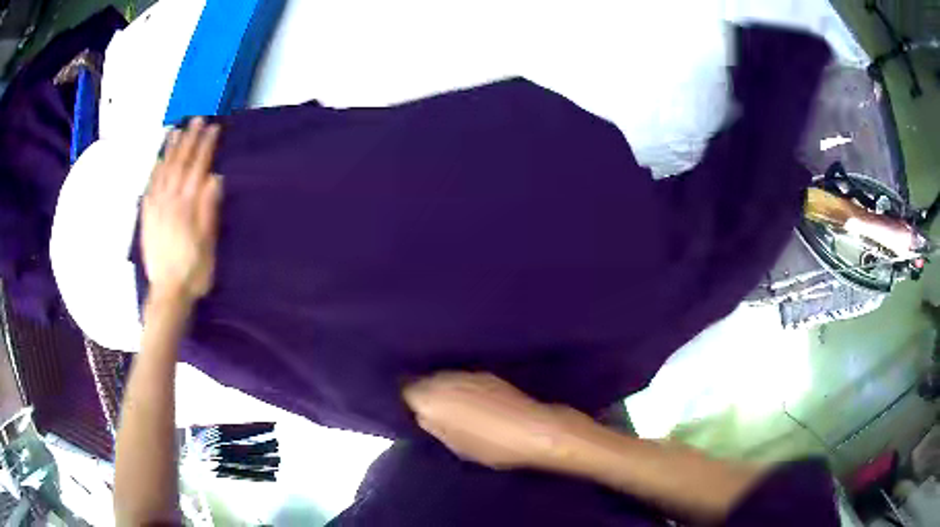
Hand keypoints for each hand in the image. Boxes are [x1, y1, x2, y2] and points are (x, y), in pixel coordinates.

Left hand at [142, 117, 222, 303]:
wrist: (167, 293)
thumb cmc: (193, 271)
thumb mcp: (208, 245)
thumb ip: (209, 210)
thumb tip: (215, 179)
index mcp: (187, 206)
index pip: (197, 168)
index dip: (205, 147)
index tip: (213, 128)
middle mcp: (169, 201)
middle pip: (180, 164)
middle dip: (189, 140)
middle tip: (196, 119)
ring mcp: (156, 208)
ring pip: (163, 171)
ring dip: (171, 149)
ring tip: (176, 130)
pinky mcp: (147, 217)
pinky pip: (150, 186)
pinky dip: (155, 170)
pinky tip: (158, 160)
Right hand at [403, 372, 585, 469]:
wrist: (535, 430)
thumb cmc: (491, 445)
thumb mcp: (456, 445)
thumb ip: (433, 426)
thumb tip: (421, 414)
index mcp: (433, 398)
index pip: (406, 391)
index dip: (407, 400)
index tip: (409, 410)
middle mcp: (447, 379)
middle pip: (425, 381)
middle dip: (424, 392)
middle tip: (427, 409)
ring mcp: (468, 374)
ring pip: (444, 378)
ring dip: (442, 388)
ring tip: (449, 406)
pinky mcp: (487, 374)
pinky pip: (462, 378)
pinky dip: (460, 387)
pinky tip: (469, 401)